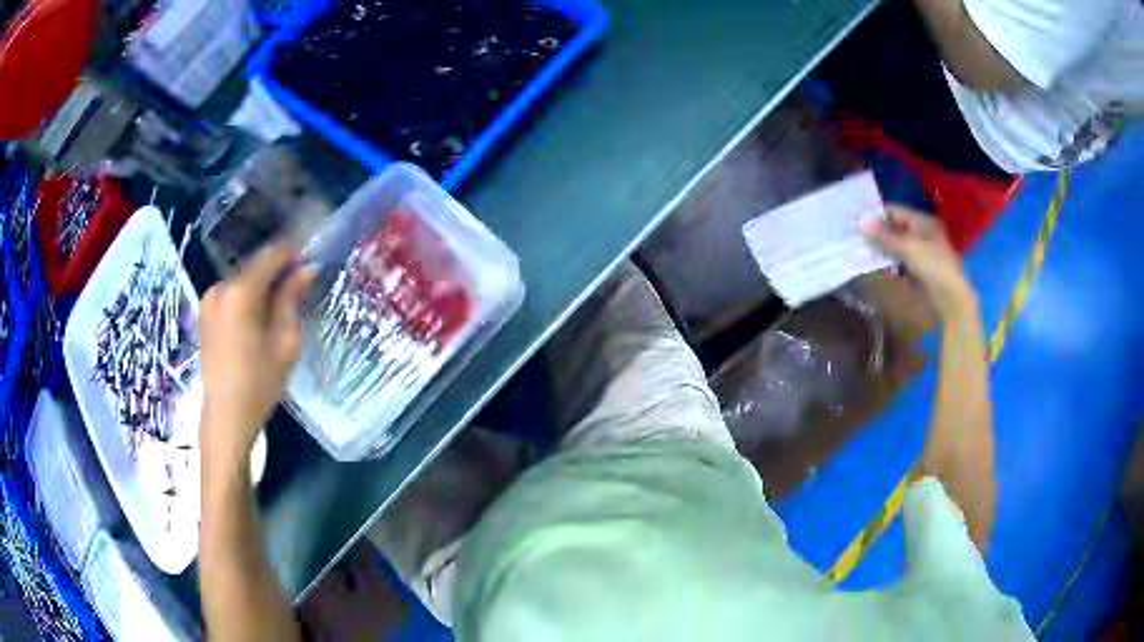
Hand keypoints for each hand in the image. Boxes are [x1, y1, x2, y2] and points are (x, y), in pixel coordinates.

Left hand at [198, 244, 316, 465]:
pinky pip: (231, 292)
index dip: (292, 251)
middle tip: (299, 281)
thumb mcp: (285, 342)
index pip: (270, 255)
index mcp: (240, 293)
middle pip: (254, 265)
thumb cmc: (259, 383)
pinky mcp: (205, 313)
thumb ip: (291, 299)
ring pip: (242, 278)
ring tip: (280, 300)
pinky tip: (259, 314)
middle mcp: (220, 287)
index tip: (310, 255)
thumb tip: (307, 268)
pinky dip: (247, 294)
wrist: (225, 416)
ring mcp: (209, 299)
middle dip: (277, 268)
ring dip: (261, 282)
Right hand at [861, 205, 974, 318]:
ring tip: (868, 256)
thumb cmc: (932, 265)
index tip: (857, 222)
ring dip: (884, 251)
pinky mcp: (920, 270)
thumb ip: (883, 236)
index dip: (877, 215)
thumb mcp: (907, 247)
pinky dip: (893, 265)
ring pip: (897, 247)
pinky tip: (887, 272)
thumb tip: (860, 223)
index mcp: (922, 221)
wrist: (950, 298)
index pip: (895, 211)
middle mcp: (922, 233)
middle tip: (858, 239)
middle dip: (878, 234)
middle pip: (895, 229)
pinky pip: (902, 262)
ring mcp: (921, 252)